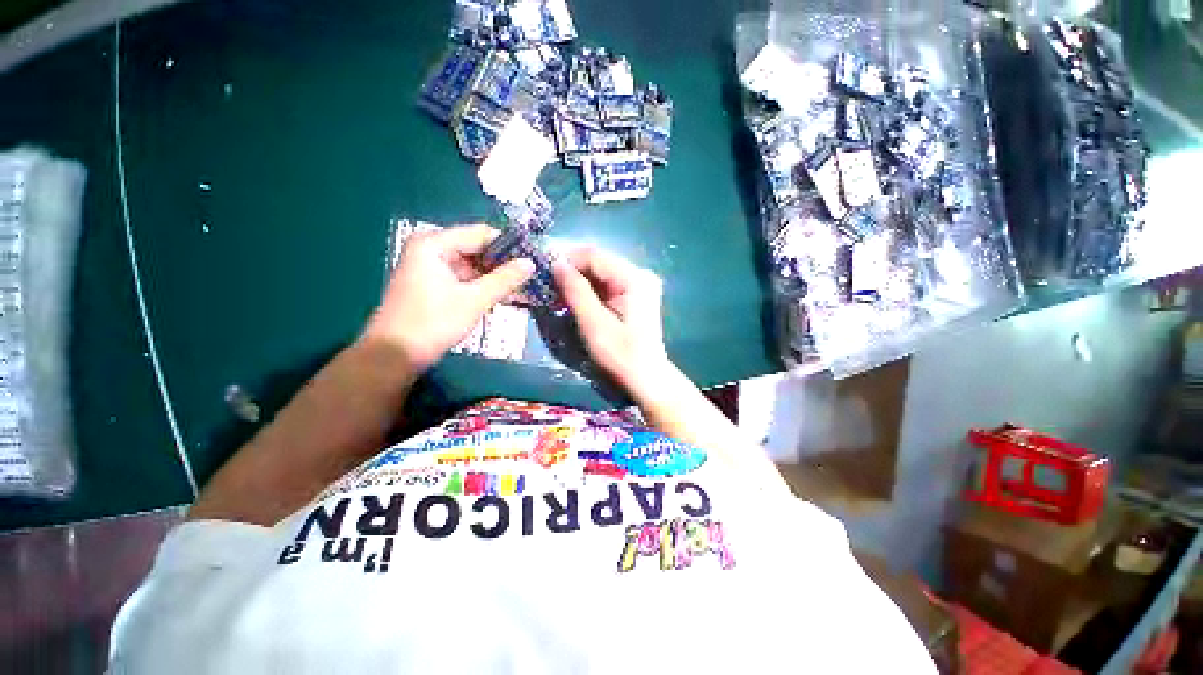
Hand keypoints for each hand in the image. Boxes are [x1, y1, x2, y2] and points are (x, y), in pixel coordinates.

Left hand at [363, 224, 533, 371]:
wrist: (395, 356)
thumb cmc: (433, 323)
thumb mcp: (474, 300)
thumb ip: (505, 279)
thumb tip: (531, 263)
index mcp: (434, 244)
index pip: (481, 234)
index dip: (509, 246)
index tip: (533, 259)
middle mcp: (431, 250)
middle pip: (477, 249)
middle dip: (504, 265)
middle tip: (531, 277)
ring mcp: (431, 268)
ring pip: (473, 266)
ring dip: (496, 278)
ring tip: (525, 289)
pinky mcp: (434, 285)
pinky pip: (465, 279)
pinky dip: (484, 287)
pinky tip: (505, 296)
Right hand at [552, 247, 670, 394]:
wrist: (646, 377)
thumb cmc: (621, 355)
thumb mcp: (595, 325)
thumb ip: (576, 292)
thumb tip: (556, 264)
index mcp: (634, 278)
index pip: (594, 255)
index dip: (567, 261)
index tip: (544, 274)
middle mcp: (639, 274)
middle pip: (598, 262)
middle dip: (572, 272)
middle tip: (549, 288)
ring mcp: (639, 284)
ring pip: (600, 273)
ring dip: (578, 282)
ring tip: (558, 297)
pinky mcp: (635, 294)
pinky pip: (606, 284)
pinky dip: (589, 291)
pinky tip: (575, 301)